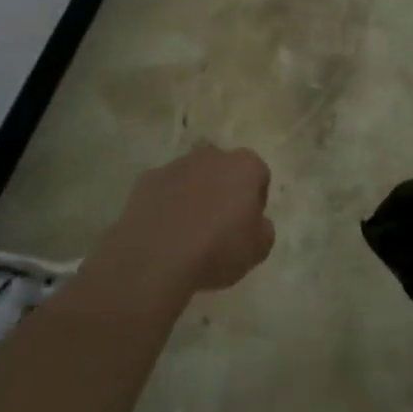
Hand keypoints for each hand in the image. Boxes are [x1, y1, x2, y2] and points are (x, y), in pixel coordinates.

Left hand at [89, 145, 275, 302]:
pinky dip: (167, 204)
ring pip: (193, 176)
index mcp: (244, 166)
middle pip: (224, 169)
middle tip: (220, 226)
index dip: (256, 201)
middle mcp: (212, 155)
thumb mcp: (257, 250)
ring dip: (194, 195)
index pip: (259, 175)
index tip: (247, 225)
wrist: (156, 256)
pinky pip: (165, 189)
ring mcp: (177, 164)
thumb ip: (264, 230)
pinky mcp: (148, 179)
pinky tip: (164, 232)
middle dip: (224, 190)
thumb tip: (257, 223)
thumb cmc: (217, 249)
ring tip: (188, 232)